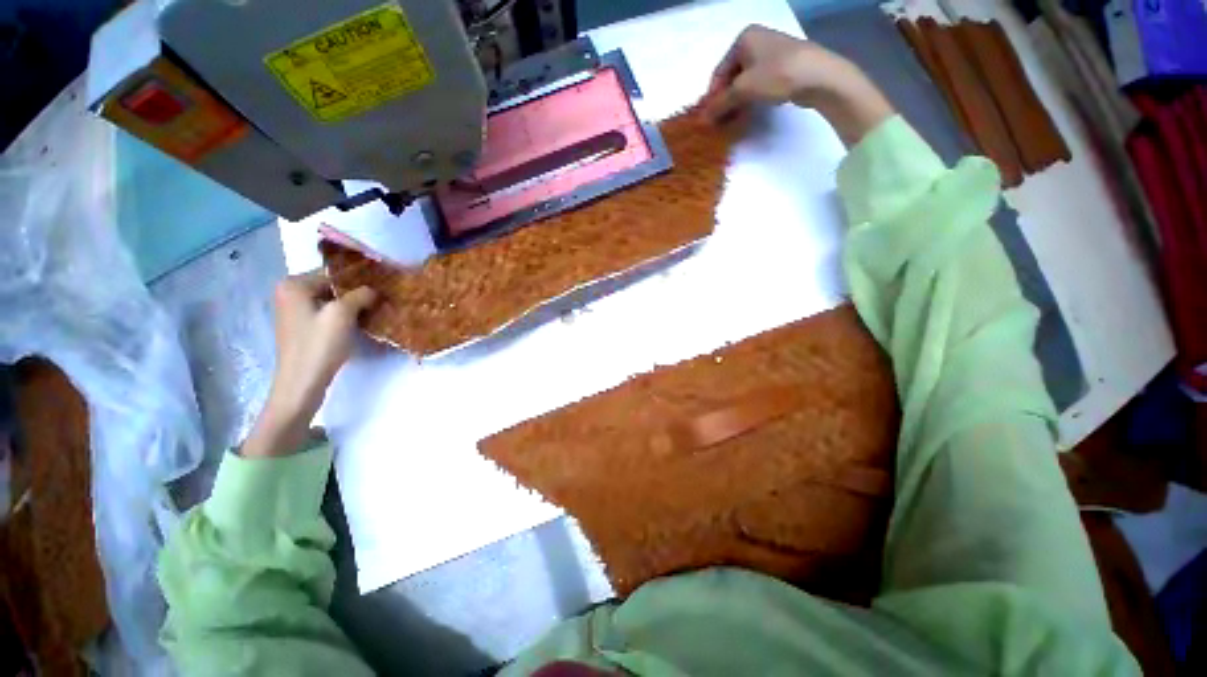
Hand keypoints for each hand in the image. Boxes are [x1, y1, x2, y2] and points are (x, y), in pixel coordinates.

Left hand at [241, 272, 376, 457]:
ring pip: (332, 300)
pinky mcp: (302, 327)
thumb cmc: (319, 345)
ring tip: (376, 310)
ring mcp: (294, 311)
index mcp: (293, 285)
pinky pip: (328, 313)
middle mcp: (290, 293)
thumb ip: (360, 295)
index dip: (360, 279)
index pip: (334, 273)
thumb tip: (374, 290)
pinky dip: (344, 316)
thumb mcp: (343, 314)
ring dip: (353, 305)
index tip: (384, 286)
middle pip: (332, 286)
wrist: (302, 383)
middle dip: (357, 292)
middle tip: (382, 299)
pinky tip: (361, 322)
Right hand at [703, 25, 893, 146]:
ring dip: (736, 103)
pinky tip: (747, 113)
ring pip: (744, 82)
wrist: (818, 76)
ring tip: (732, 121)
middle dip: (724, 101)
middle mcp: (756, 41)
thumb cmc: (777, 75)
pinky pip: (758, 84)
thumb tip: (703, 119)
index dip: (712, 97)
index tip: (708, 119)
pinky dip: (750, 99)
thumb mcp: (743, 90)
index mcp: (743, 39)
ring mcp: (770, 53)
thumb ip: (720, 104)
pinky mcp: (782, 66)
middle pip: (731, 77)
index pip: (719, 72)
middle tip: (720, 123)